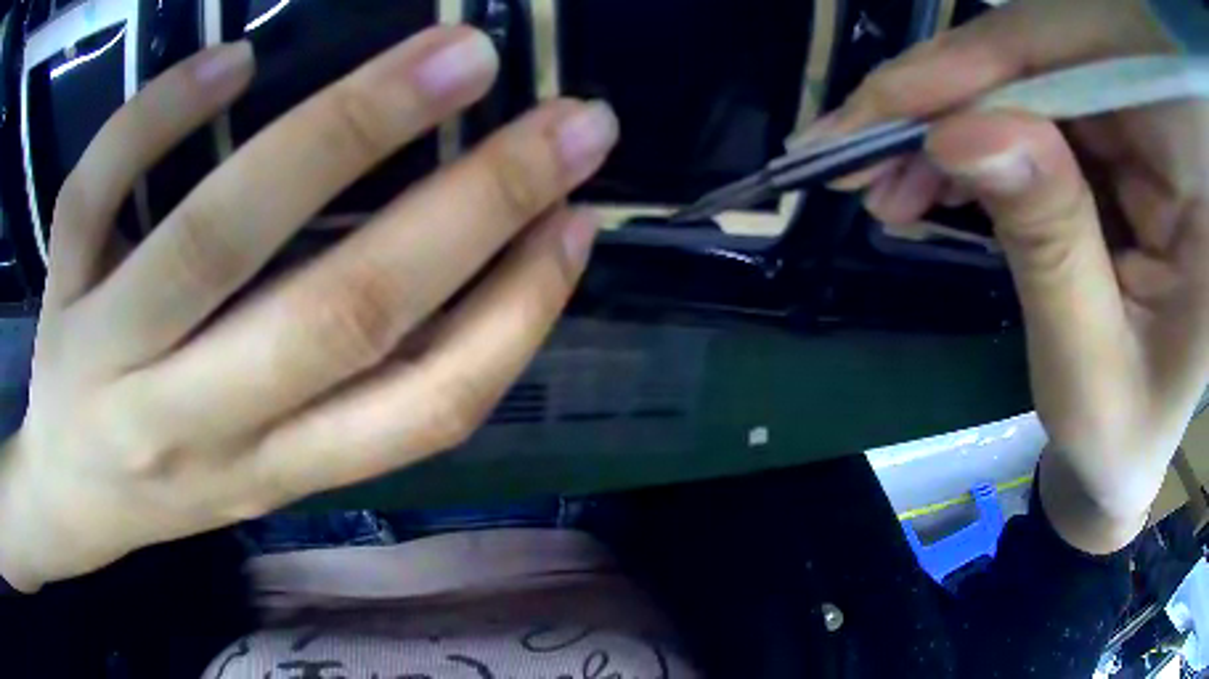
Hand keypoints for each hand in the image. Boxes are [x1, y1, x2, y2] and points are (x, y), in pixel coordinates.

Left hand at [0, 26, 617, 590]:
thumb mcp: (269, 475)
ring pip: (216, 237)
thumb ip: (353, 393)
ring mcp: (111, 355)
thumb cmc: (170, 480)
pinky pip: (97, 190)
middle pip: (337, 314)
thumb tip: (471, 264)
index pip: (418, 409)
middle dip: (474, 202)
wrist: (71, 492)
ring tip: (456, 55)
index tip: (580, 222)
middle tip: (569, 120)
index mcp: (271, 472)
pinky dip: (157, 115)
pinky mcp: (60, 291)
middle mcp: (195, 425)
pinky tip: (231, 60)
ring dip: (348, 127)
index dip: (515, 315)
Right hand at [820, 0, 1208, 552]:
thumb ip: (1050, 250)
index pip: (1091, 71)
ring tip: (887, 180)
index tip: (886, 109)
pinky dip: (971, 136)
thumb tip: (963, 133)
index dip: (987, 69)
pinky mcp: (1111, 138)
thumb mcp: (1090, 375)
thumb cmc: (1122, 442)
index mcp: (1195, 190)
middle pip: (1050, 56)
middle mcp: (1170, 132)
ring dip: (949, 120)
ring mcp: (1141, 127)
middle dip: (949, 96)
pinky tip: (930, 175)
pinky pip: (1028, 105)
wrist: (1129, 450)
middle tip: (858, 150)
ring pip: (1027, 74)